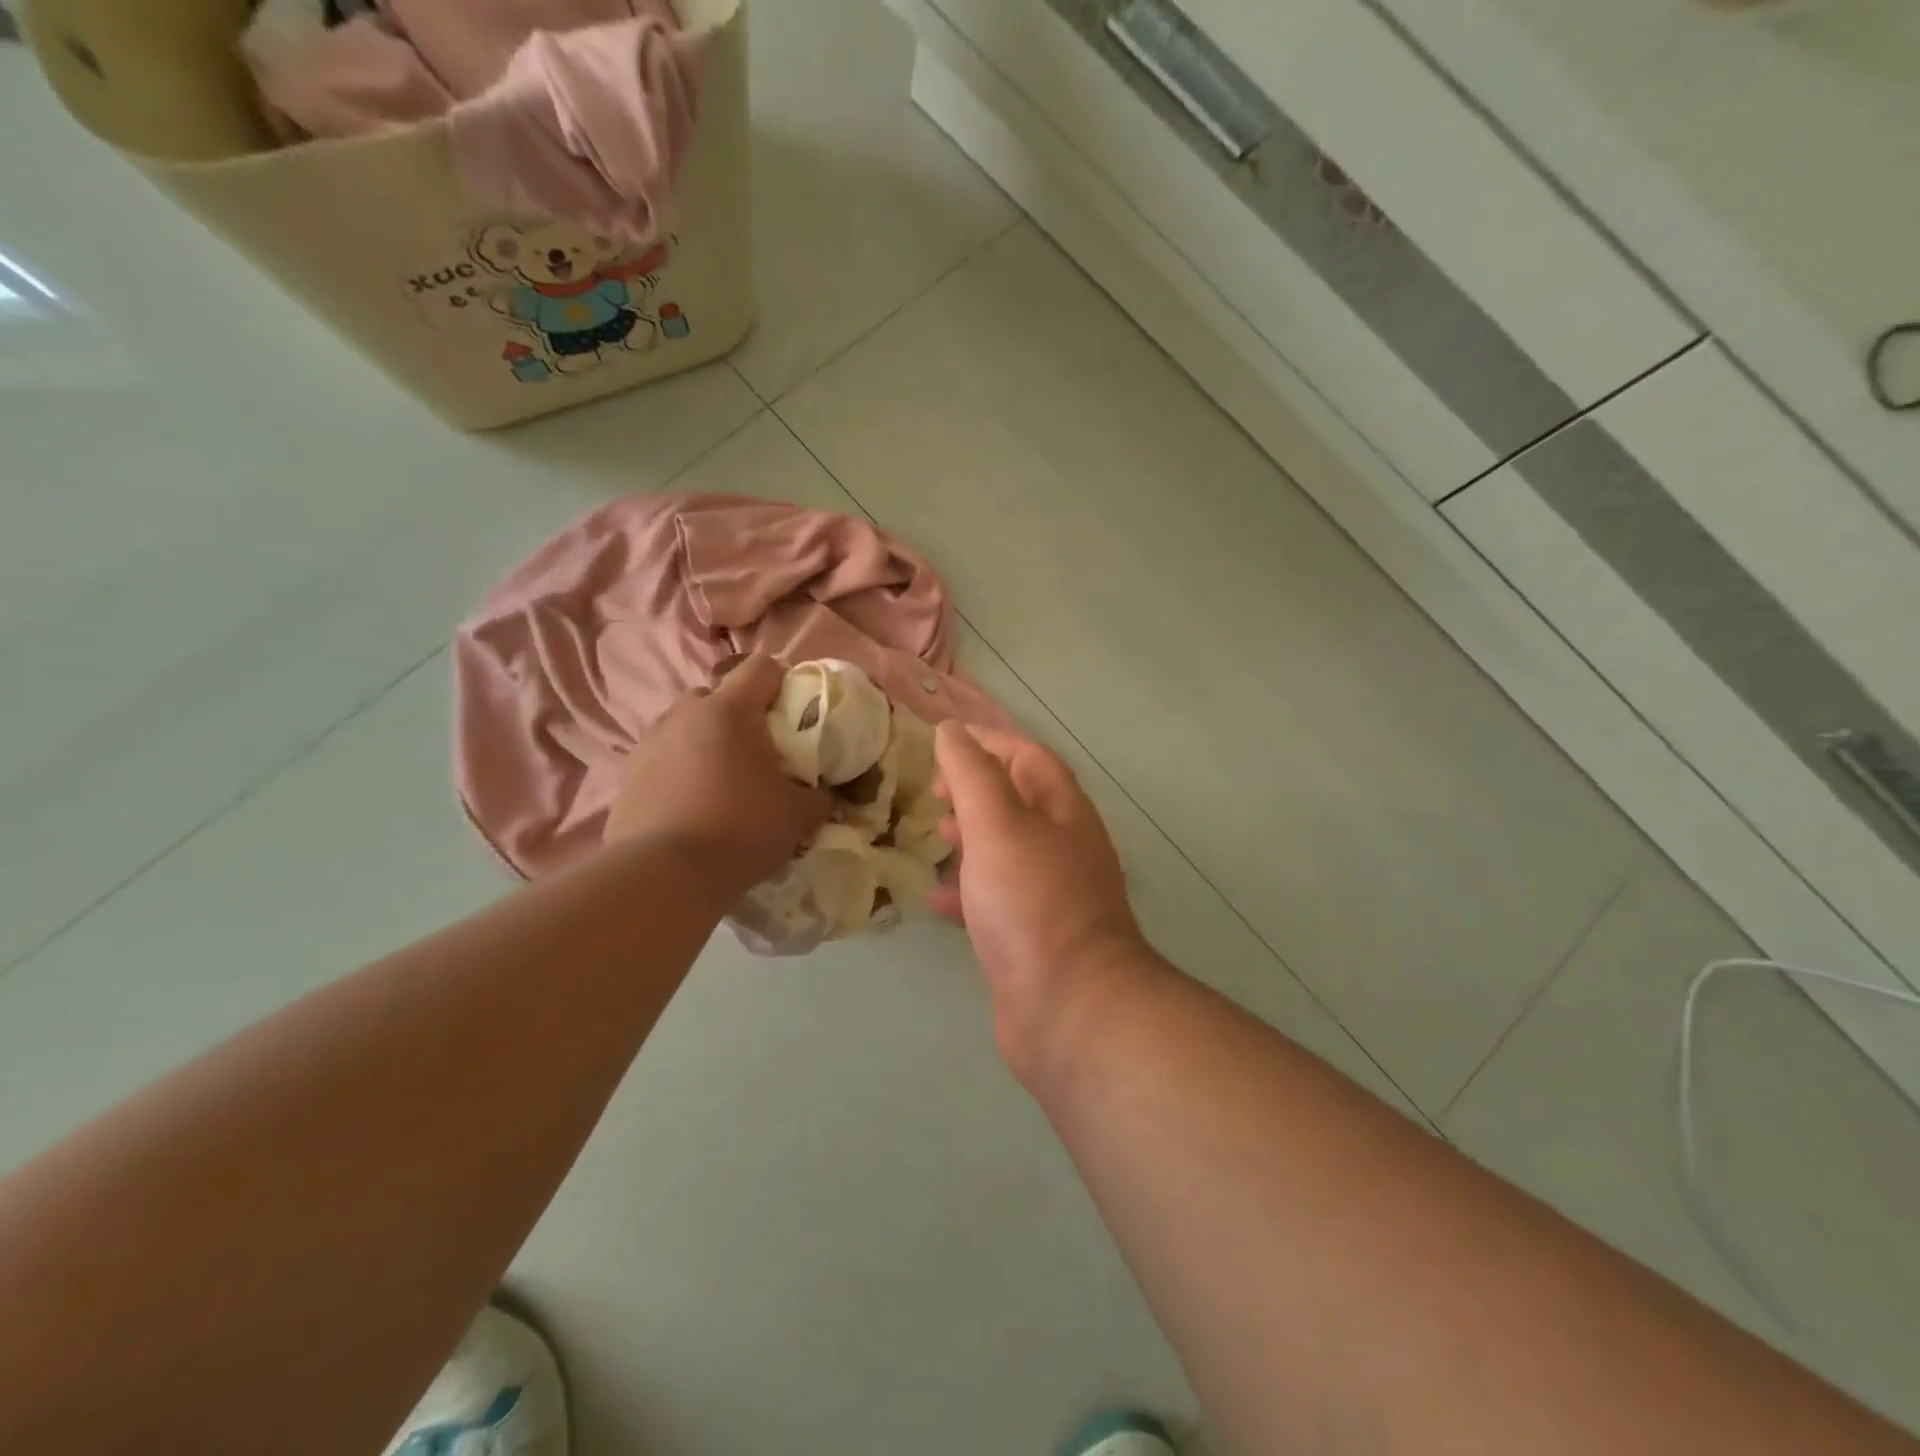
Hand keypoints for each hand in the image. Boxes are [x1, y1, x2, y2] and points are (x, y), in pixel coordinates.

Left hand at [605, 655, 828, 893]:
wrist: (665, 875)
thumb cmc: (741, 829)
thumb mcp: (799, 816)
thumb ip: (819, 797)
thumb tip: (825, 796)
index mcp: (729, 710)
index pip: (762, 667)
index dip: (784, 682)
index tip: (796, 713)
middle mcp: (684, 714)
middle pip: (717, 695)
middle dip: (739, 715)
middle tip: (759, 753)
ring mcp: (649, 743)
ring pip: (685, 727)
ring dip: (705, 742)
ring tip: (722, 782)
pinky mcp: (626, 776)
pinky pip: (662, 759)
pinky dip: (679, 771)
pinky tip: (691, 806)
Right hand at [929, 722, 1146, 1075]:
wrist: (1070, 1009)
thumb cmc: (1031, 903)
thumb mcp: (997, 824)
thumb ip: (972, 774)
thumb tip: (951, 731)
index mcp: (1064, 812)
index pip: (1029, 757)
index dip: (988, 742)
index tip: (942, 742)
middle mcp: (1065, 848)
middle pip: (1020, 801)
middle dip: (976, 790)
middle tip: (935, 795)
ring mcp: (1052, 895)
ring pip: (1007, 850)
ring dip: (971, 837)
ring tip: (935, 836)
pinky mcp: (1034, 937)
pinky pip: (998, 898)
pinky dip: (968, 890)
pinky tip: (938, 898)